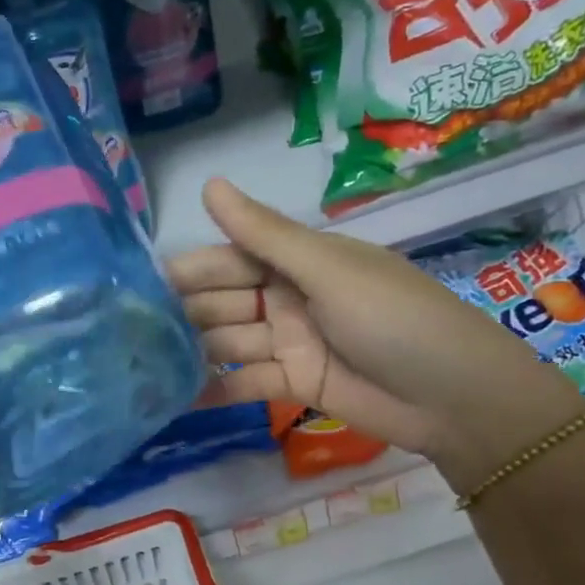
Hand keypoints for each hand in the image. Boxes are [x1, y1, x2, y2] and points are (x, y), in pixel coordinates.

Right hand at [167, 179, 584, 493]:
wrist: (453, 397)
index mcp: (299, 260)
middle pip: (224, 302)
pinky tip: (177, 399)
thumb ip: (264, 235)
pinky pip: (246, 383)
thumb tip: (209, 184)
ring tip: (143, 368)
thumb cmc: (394, 318)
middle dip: (186, 315)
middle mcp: (288, 297)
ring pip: (229, 342)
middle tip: (131, 334)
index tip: (140, 285)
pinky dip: (217, 390)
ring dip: (194, 354)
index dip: (190, 270)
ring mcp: (290, 343)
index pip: (230, 258)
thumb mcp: (328, 270)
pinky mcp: (294, 384)